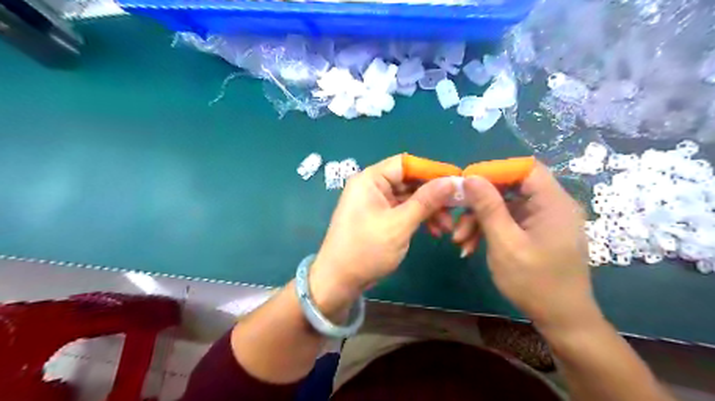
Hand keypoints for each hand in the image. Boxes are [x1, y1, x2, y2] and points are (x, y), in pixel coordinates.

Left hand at [310, 155, 454, 313]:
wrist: (339, 280)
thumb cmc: (366, 250)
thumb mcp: (399, 224)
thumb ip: (426, 201)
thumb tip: (451, 181)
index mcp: (370, 179)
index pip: (406, 164)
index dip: (432, 170)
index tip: (457, 181)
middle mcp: (372, 186)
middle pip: (409, 181)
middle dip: (433, 195)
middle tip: (456, 209)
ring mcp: (376, 202)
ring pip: (409, 197)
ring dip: (429, 210)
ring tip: (446, 228)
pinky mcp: (380, 217)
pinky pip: (403, 210)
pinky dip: (419, 218)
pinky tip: (434, 231)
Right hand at [454, 163, 598, 331]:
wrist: (561, 319)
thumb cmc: (535, 282)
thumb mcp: (505, 243)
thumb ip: (488, 207)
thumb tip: (471, 177)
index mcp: (553, 203)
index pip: (524, 168)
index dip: (494, 171)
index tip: (467, 185)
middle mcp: (551, 205)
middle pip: (511, 187)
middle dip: (480, 202)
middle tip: (457, 217)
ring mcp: (543, 219)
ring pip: (505, 206)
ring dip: (480, 220)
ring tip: (460, 241)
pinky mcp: (536, 232)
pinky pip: (509, 221)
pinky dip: (489, 230)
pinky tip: (471, 247)